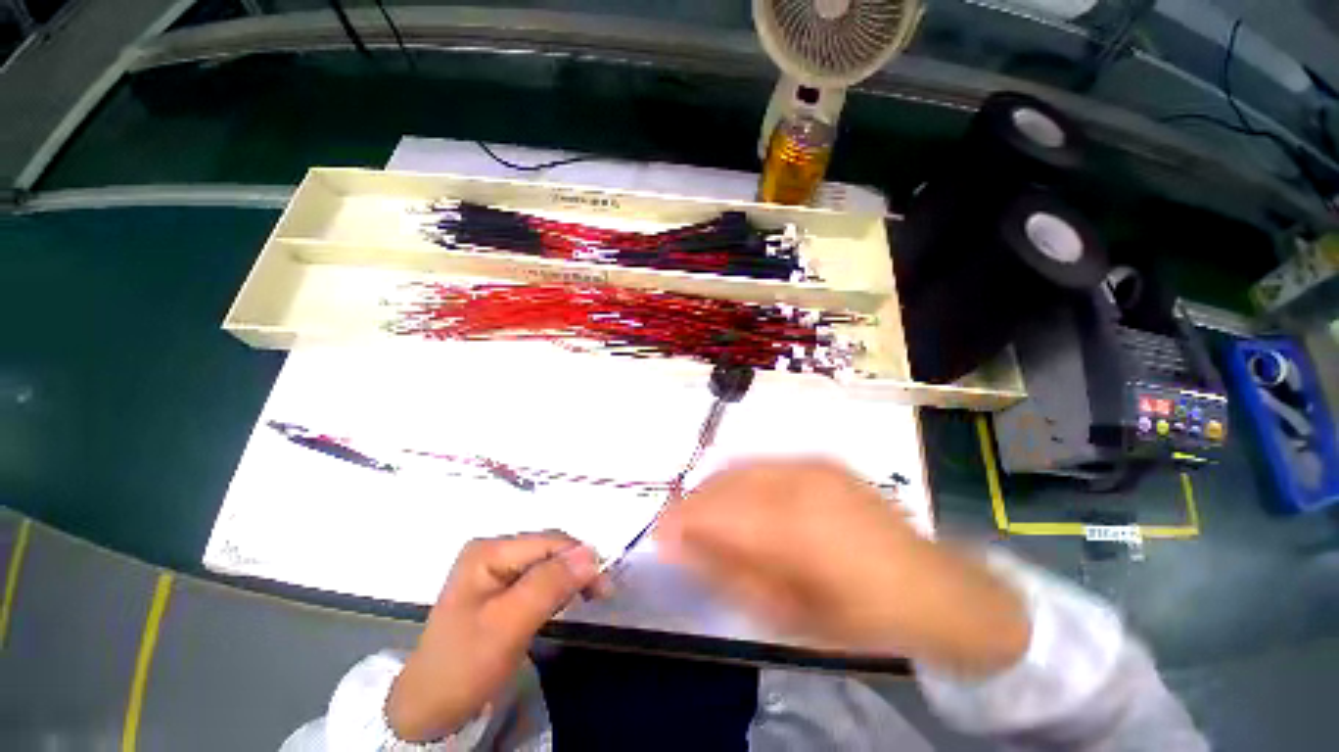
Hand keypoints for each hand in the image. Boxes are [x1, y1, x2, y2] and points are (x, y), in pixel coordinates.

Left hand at [386, 532, 607, 741]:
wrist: (430, 708)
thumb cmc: (465, 665)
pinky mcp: (501, 587)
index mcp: (489, 551)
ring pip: (547, 562)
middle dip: (576, 567)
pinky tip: (563, 602)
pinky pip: (539, 578)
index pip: (547, 542)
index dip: (579, 558)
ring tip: (588, 598)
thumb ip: (549, 584)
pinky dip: (557, 589)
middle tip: (600, 595)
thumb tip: (592, 552)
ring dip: (570, 578)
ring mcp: (496, 568)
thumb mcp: (508, 625)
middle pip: (548, 549)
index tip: (604, 586)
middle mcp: (493, 551)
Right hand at [656, 460, 1029, 676]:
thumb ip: (729, 572)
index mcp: (793, 525)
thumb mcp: (787, 613)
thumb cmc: (859, 617)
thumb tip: (681, 543)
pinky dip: (741, 480)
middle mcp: (799, 481)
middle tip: (681, 529)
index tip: (659, 534)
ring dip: (715, 489)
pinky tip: (743, 502)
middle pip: (724, 480)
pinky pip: (763, 463)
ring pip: (741, 466)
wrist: (932, 587)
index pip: (716, 509)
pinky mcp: (820, 460)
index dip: (679, 518)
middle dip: (694, 502)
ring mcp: (812, 464)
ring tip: (709, 517)